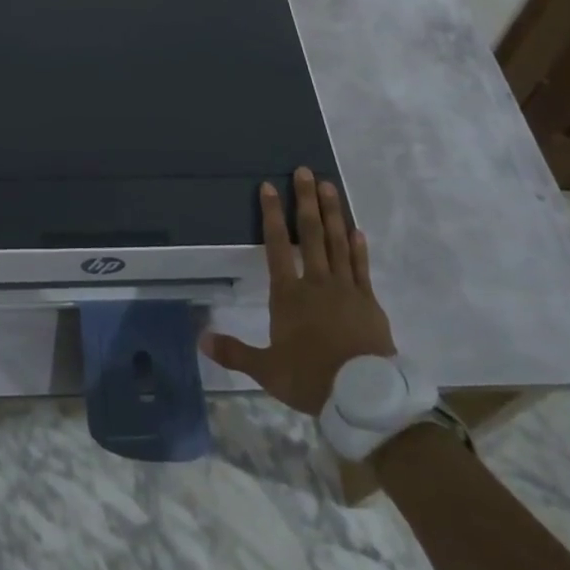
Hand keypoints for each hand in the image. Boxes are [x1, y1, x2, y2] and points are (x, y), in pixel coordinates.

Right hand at [201, 167, 394, 414]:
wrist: (364, 398)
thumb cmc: (311, 379)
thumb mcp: (267, 371)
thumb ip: (234, 352)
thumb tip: (201, 338)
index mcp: (289, 295)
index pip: (277, 245)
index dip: (272, 214)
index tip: (269, 186)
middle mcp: (316, 282)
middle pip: (311, 233)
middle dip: (306, 200)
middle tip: (305, 171)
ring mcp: (346, 289)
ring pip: (337, 242)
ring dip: (332, 212)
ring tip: (329, 186)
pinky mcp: (368, 301)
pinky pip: (361, 267)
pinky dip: (358, 247)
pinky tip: (357, 230)